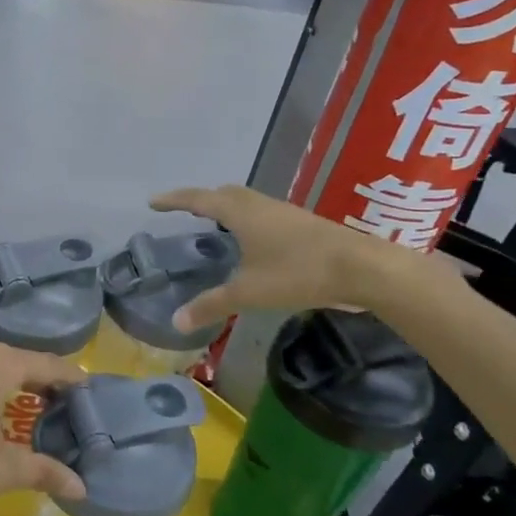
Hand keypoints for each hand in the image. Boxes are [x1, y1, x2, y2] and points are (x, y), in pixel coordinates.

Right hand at [149, 184, 421, 326]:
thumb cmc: (298, 272)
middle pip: (224, 193)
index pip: (198, 199)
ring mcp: (284, 212)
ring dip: (226, 208)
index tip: (153, 202)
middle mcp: (260, 205)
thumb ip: (211, 305)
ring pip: (246, 202)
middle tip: (184, 211)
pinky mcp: (303, 224)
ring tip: (215, 225)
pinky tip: (253, 242)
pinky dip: (247, 220)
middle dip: (201, 199)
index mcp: (240, 213)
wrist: (362, 268)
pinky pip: (263, 213)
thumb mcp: (248, 292)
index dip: (174, 200)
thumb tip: (176, 321)